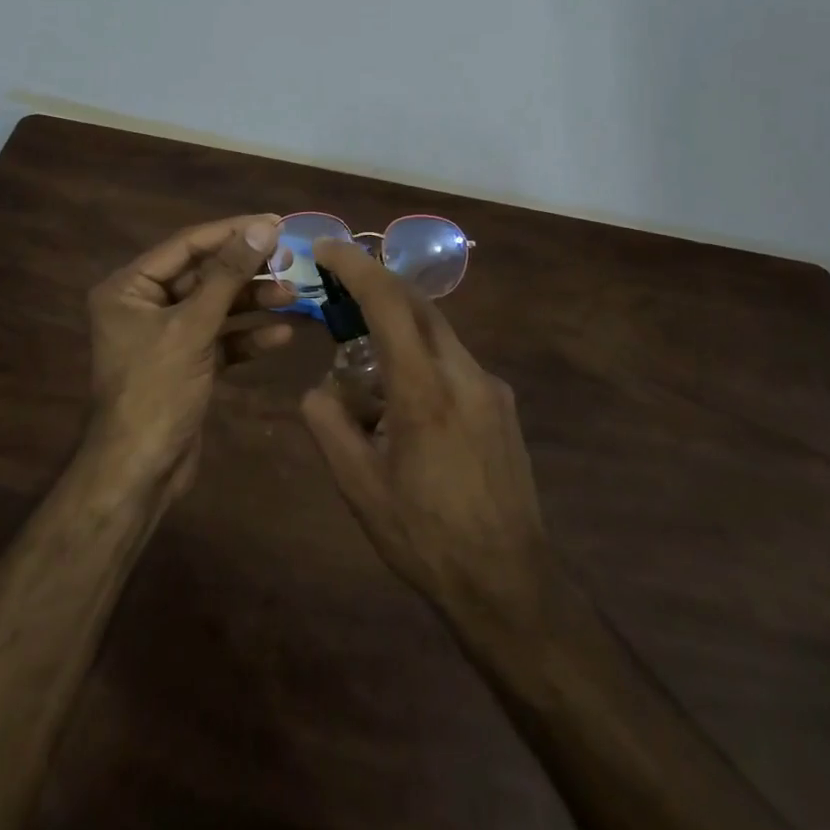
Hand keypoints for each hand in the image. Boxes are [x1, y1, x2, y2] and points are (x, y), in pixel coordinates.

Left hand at [85, 214, 293, 498]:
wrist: (139, 472)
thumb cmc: (156, 390)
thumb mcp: (193, 327)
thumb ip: (229, 275)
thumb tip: (264, 227)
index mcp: (130, 287)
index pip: (187, 245)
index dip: (232, 232)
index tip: (275, 222)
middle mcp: (145, 305)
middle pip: (204, 275)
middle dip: (246, 270)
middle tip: (290, 259)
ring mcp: (166, 336)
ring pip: (216, 307)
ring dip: (252, 302)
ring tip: (293, 294)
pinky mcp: (186, 363)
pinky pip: (220, 339)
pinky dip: (247, 336)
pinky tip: (281, 335)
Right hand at [300, 237, 555, 628]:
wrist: (510, 583)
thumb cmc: (425, 537)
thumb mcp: (359, 487)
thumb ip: (328, 425)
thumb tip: (319, 389)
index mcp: (424, 390)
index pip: (388, 303)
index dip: (355, 266)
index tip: (326, 247)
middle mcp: (464, 373)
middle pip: (417, 305)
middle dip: (375, 287)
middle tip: (338, 294)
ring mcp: (491, 387)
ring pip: (436, 333)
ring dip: (397, 332)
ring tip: (366, 378)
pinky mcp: (503, 404)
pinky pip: (453, 362)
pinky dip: (421, 361)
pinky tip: (405, 410)